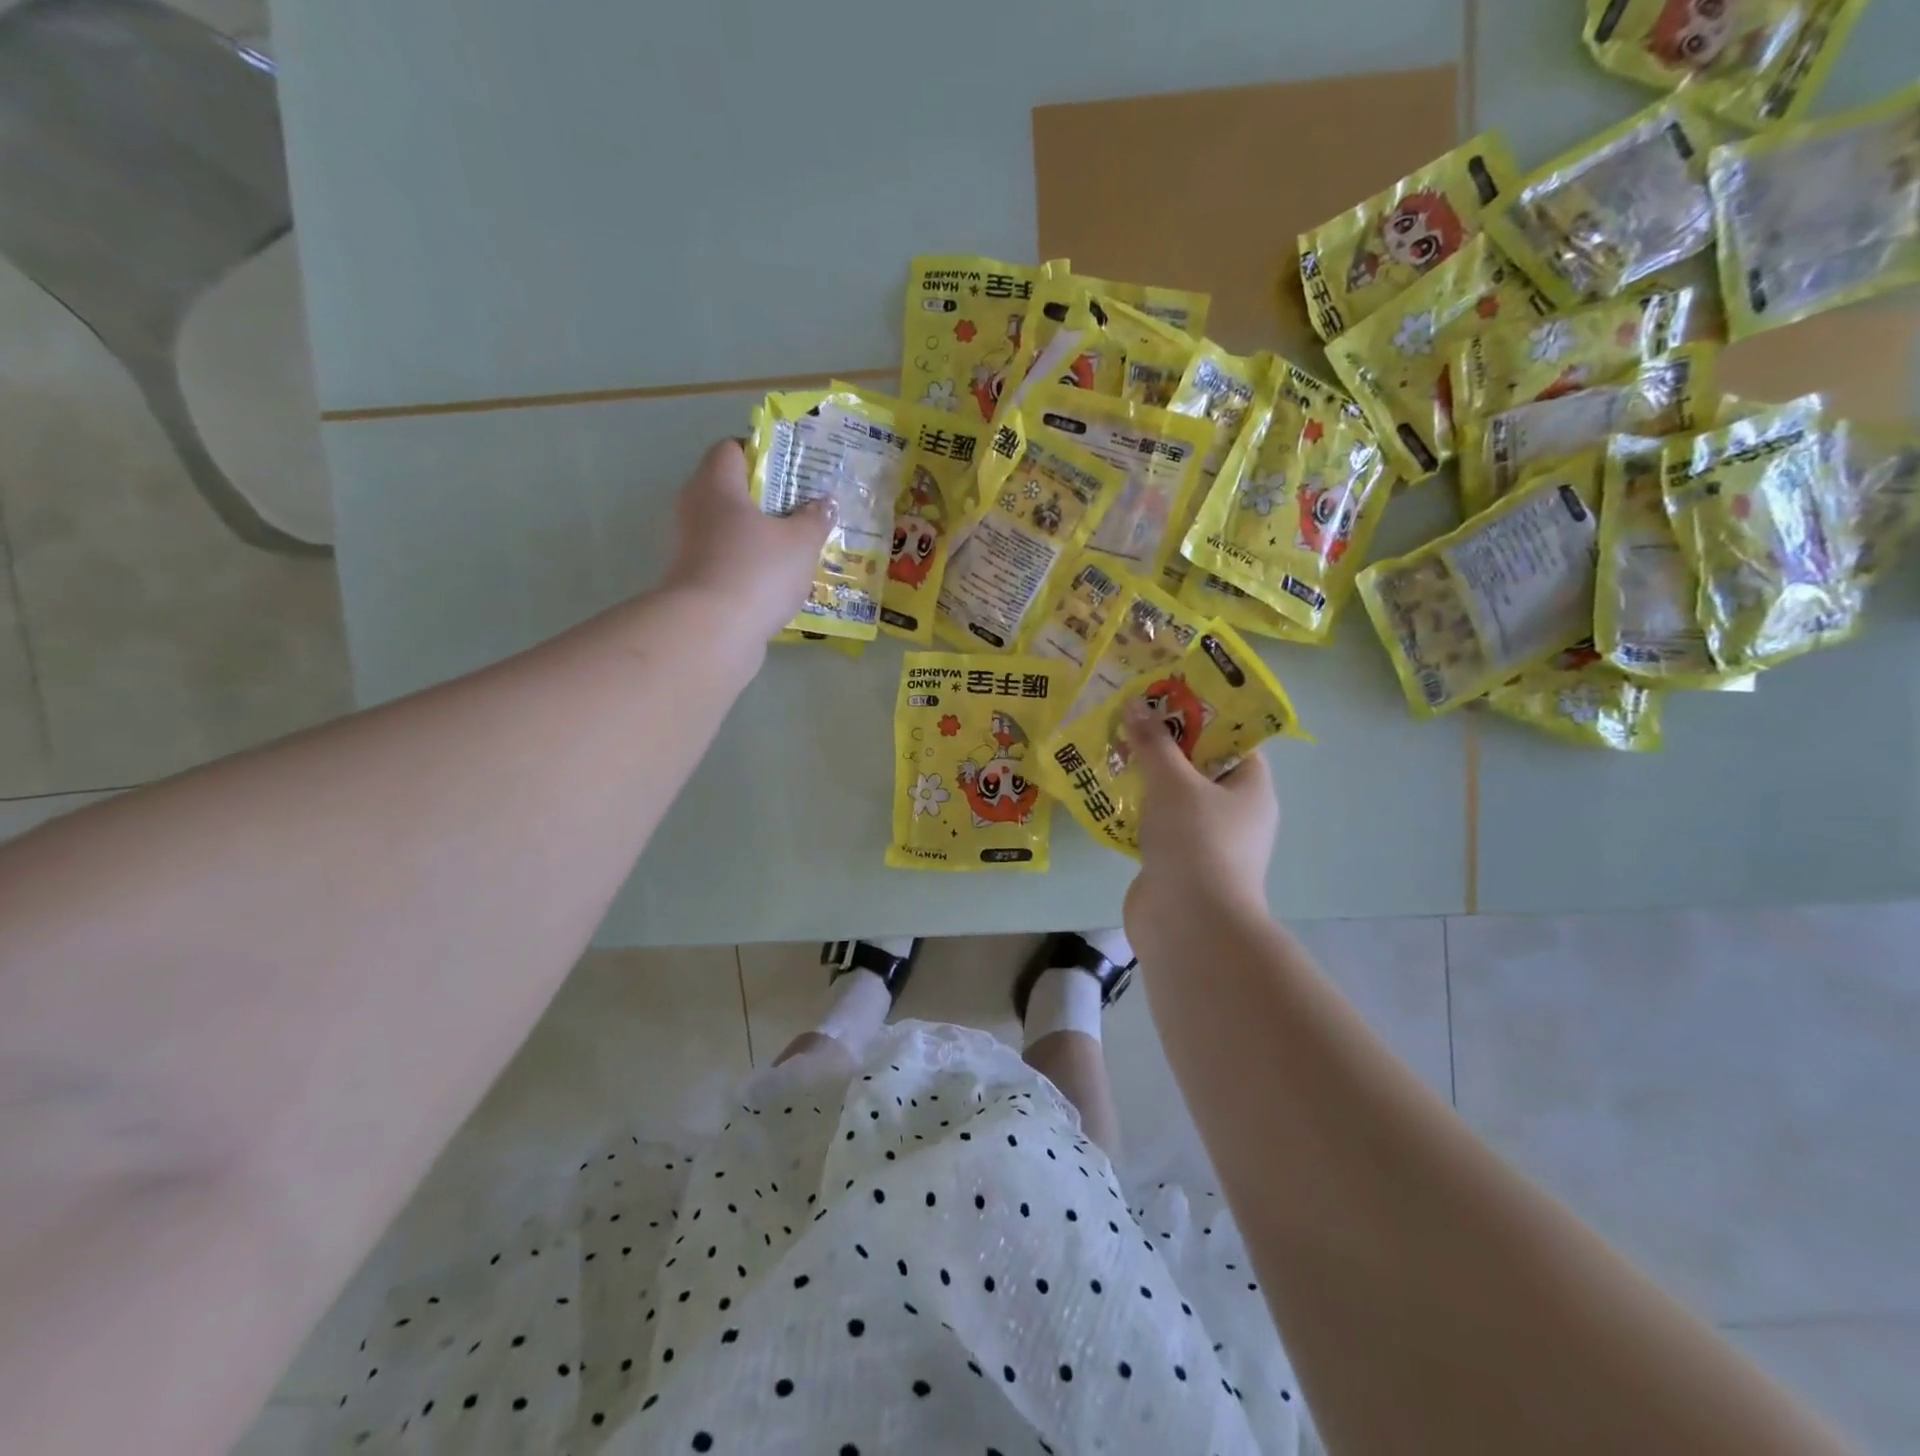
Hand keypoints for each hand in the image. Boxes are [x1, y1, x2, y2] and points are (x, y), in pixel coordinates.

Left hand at [662, 439, 833, 640]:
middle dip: (765, 500)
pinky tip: (774, 584)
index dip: (762, 454)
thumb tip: (823, 503)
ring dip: (756, 537)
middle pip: (729, 490)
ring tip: (793, 552)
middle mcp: (693, 506)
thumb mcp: (801, 543)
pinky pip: (723, 561)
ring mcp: (686, 545)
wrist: (710, 632)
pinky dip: (746, 567)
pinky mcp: (689, 579)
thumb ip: (815, 518)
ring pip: (726, 529)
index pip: (732, 448)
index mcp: (716, 483)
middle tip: (801, 513)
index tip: (792, 474)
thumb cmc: (757, 572)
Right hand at [1121, 698, 1279, 923]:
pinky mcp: (1179, 865)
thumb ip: (1154, 743)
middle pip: (1201, 768)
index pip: (1235, 741)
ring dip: (1148, 779)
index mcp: (1251, 788)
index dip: (1204, 717)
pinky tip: (1108, 795)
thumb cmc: (1196, 841)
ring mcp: (1207, 842)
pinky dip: (1138, 812)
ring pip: (1176, 799)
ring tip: (1113, 749)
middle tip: (1132, 719)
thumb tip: (1136, 705)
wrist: (1189, 924)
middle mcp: (1236, 814)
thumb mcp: (1173, 782)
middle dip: (1166, 745)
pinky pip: (1158, 827)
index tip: (1167, 698)